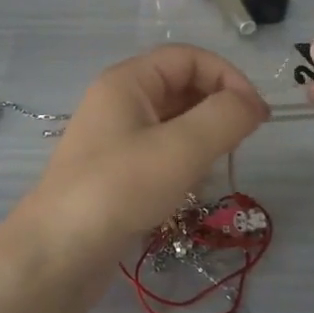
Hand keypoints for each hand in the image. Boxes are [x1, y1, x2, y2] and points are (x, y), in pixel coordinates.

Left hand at [4, 46, 268, 296]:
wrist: (57, 254)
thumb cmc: (119, 189)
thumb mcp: (181, 148)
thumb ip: (225, 117)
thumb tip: (252, 104)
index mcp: (128, 81)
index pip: (189, 58)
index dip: (228, 77)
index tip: (257, 115)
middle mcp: (119, 101)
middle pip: (181, 86)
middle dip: (217, 108)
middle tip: (241, 143)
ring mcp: (115, 138)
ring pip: (174, 122)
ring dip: (203, 138)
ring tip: (216, 168)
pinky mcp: (116, 172)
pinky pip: (161, 152)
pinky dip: (184, 162)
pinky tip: (191, 189)